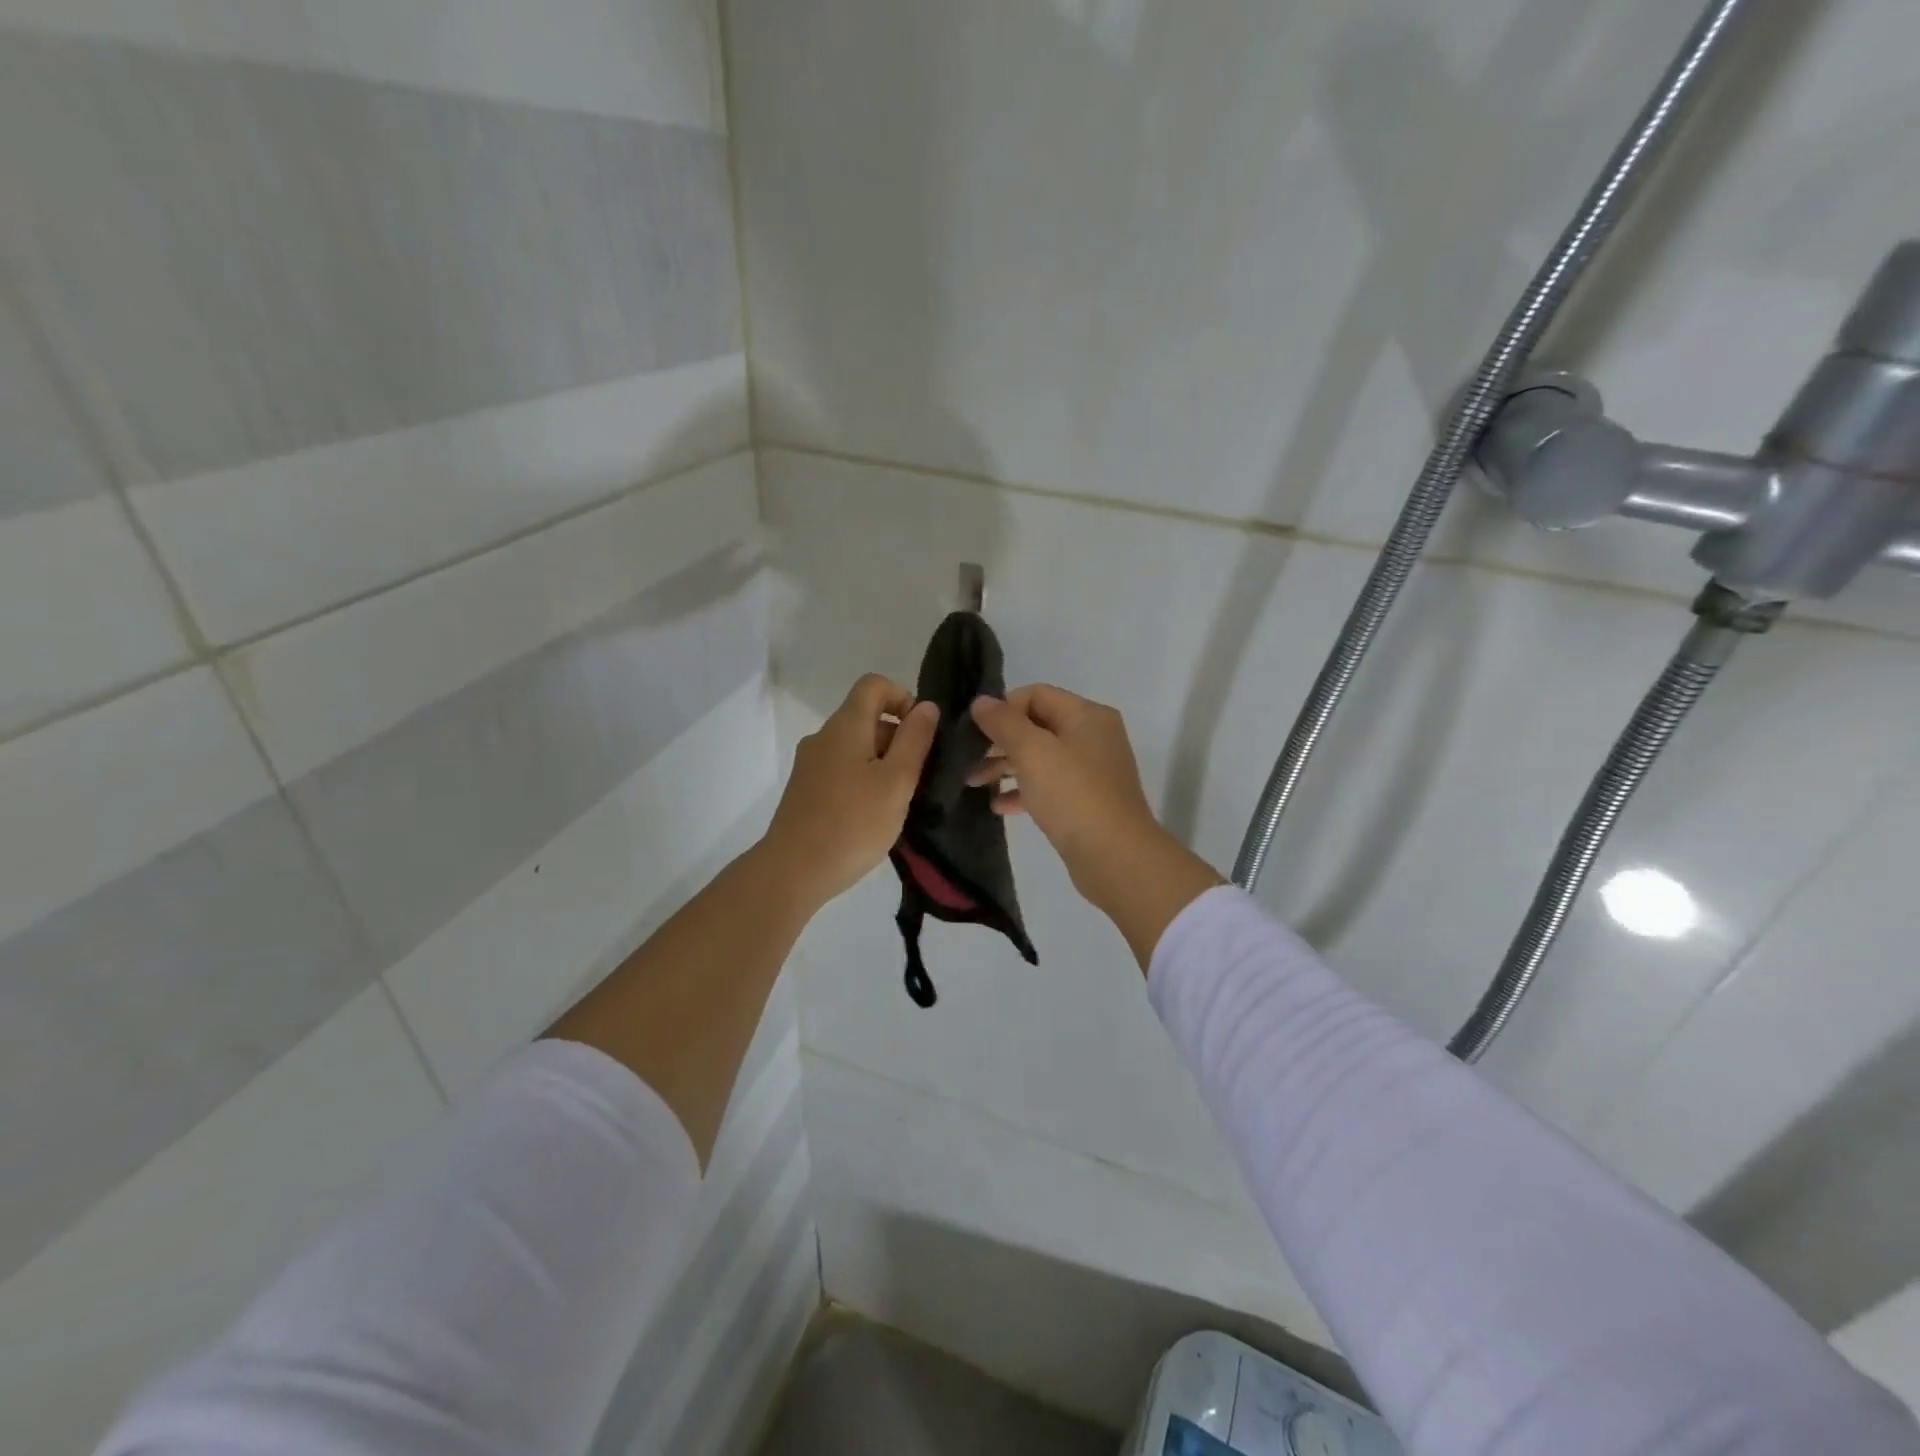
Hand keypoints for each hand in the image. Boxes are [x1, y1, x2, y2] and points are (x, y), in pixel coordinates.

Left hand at [762, 674, 938, 908]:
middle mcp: (823, 737)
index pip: (874, 684)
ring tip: (900, 801)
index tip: (921, 733)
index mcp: (845, 726)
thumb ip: (915, 740)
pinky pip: (842, 769)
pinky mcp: (806, 790)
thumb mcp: (897, 781)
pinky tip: (874, 814)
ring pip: (855, 747)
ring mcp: (810, 764)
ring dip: (883, 763)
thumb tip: (926, 706)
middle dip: (898, 737)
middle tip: (919, 776)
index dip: (903, 697)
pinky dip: (864, 780)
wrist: (794, 871)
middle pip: (866, 717)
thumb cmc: (853, 823)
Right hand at [968, 685, 1155, 879]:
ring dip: (1005, 767)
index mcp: (1087, 716)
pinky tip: (998, 806)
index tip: (977, 732)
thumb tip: (980, 701)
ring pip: (1039, 758)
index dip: (1003, 708)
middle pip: (1037, 726)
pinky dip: (1023, 792)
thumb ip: (1004, 723)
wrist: (1115, 857)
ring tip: (973, 784)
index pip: (1036, 695)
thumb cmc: (1073, 795)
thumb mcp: (1033, 752)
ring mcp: (1091, 771)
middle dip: (1000, 741)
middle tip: (968, 760)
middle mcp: (1092, 737)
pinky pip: (1048, 786)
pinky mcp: (1086, 801)